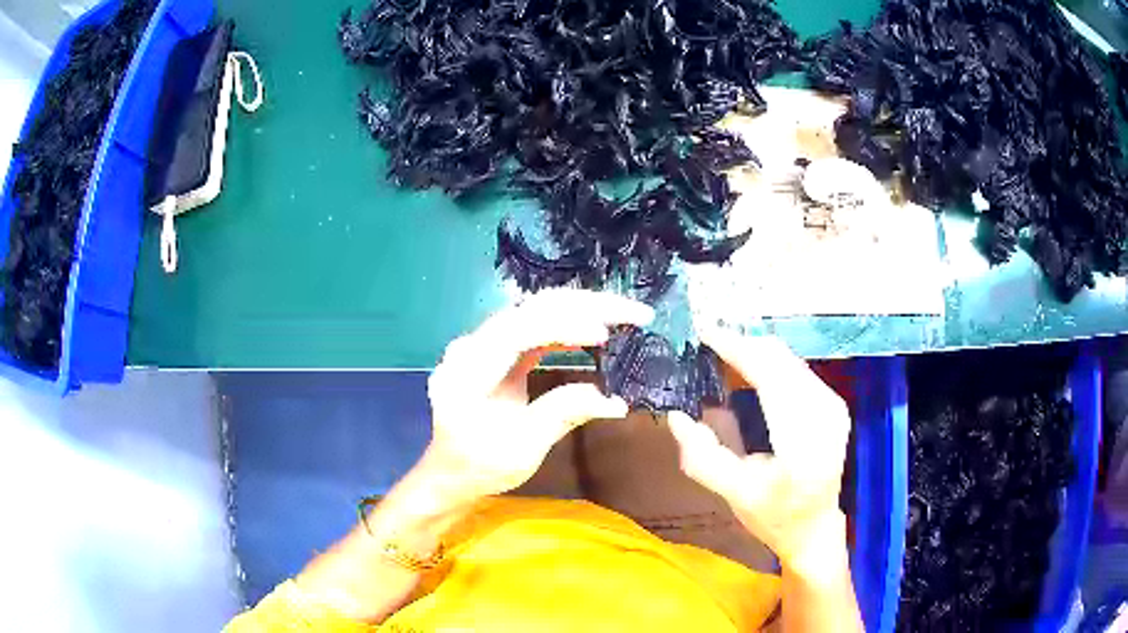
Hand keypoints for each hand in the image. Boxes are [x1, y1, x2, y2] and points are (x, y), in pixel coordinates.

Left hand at [420, 288, 653, 505]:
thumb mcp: (523, 448)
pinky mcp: (499, 349)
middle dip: (587, 306)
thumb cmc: (481, 465)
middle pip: (533, 308)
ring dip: (585, 309)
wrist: (451, 472)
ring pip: (539, 309)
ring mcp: (485, 342)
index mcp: (470, 368)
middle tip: (636, 313)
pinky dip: (571, 324)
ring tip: (626, 315)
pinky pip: (537, 325)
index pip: (519, 330)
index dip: (563, 326)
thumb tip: (616, 400)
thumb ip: (563, 414)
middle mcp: (474, 344)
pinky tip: (598, 329)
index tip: (604, 335)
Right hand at [666, 328, 850, 575]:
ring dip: (754, 351)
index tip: (705, 332)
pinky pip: (796, 368)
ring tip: (720, 352)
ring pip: (789, 359)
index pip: (771, 380)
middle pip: (781, 361)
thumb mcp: (733, 495)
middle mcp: (825, 416)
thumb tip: (676, 416)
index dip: (738, 350)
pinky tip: (746, 368)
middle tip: (705, 340)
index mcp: (803, 444)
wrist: (814, 527)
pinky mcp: (833, 403)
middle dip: (742, 344)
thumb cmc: (773, 516)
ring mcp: (833, 406)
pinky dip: (769, 362)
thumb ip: (702, 458)